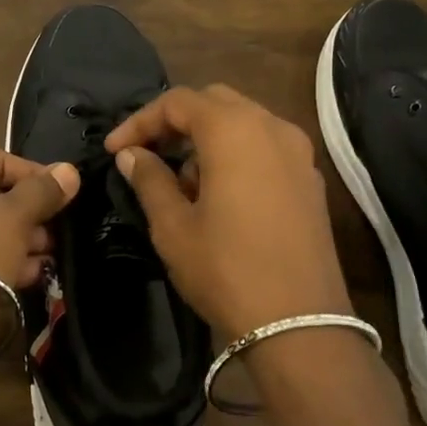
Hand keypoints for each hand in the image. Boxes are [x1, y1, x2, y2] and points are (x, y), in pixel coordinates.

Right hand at [106, 86, 350, 344]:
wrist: (301, 323)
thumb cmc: (226, 270)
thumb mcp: (174, 227)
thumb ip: (150, 179)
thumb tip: (131, 154)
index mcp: (233, 130)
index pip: (178, 102)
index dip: (140, 121)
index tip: (115, 150)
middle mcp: (271, 127)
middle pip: (215, 102)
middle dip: (176, 122)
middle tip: (148, 154)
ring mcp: (298, 152)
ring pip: (244, 122)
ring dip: (207, 138)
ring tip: (182, 181)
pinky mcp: (311, 178)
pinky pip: (266, 146)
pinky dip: (237, 153)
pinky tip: (220, 194)